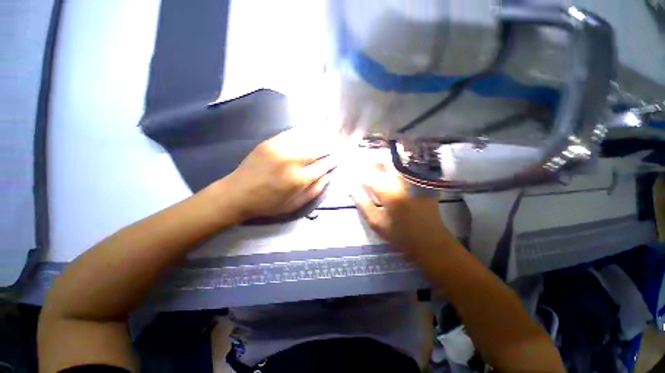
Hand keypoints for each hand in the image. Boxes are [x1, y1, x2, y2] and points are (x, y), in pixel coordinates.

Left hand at [224, 129, 336, 219]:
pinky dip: (305, 132)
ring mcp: (280, 148)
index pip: (323, 165)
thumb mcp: (294, 205)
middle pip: (318, 149)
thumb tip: (328, 176)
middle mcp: (292, 160)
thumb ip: (314, 191)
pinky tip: (312, 131)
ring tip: (329, 135)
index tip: (339, 158)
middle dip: (330, 147)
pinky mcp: (270, 141)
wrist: (237, 193)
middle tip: (338, 145)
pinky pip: (293, 133)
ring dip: (321, 137)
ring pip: (307, 138)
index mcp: (298, 179)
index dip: (333, 161)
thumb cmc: (268, 203)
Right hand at [351, 160, 450, 253]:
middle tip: (367, 178)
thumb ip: (362, 203)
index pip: (369, 176)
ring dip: (383, 168)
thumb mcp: (376, 222)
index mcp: (391, 193)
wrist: (430, 240)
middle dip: (371, 168)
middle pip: (383, 164)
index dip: (360, 177)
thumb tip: (354, 187)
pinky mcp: (422, 181)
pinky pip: (404, 169)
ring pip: (393, 164)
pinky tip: (392, 180)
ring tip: (378, 178)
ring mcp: (415, 180)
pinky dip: (394, 171)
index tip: (357, 182)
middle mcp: (404, 181)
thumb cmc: (400, 234)